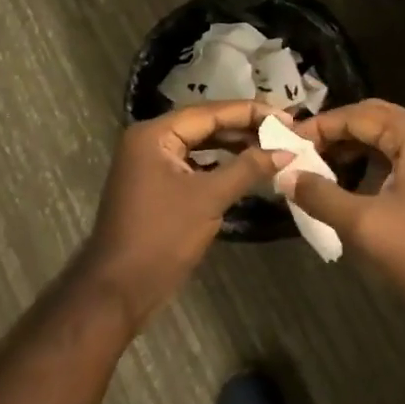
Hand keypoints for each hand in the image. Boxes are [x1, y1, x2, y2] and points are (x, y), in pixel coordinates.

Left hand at [80, 102, 289, 329]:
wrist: (118, 291)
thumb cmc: (161, 237)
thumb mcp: (208, 199)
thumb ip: (247, 168)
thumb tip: (286, 151)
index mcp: (154, 134)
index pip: (209, 112)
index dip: (250, 112)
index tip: (286, 116)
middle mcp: (150, 140)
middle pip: (204, 124)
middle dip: (244, 127)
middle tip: (284, 130)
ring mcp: (151, 164)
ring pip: (200, 145)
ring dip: (233, 145)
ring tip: (271, 146)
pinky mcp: (156, 185)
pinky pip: (194, 164)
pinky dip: (219, 164)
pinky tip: (246, 167)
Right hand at [289, 100, 404, 299]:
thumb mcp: (364, 224)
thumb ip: (321, 196)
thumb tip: (285, 176)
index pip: (356, 115)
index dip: (319, 127)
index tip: (287, 142)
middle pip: (372, 119)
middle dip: (335, 133)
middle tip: (302, 150)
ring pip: (385, 138)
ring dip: (352, 148)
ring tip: (320, 166)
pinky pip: (397, 157)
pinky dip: (370, 163)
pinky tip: (351, 184)